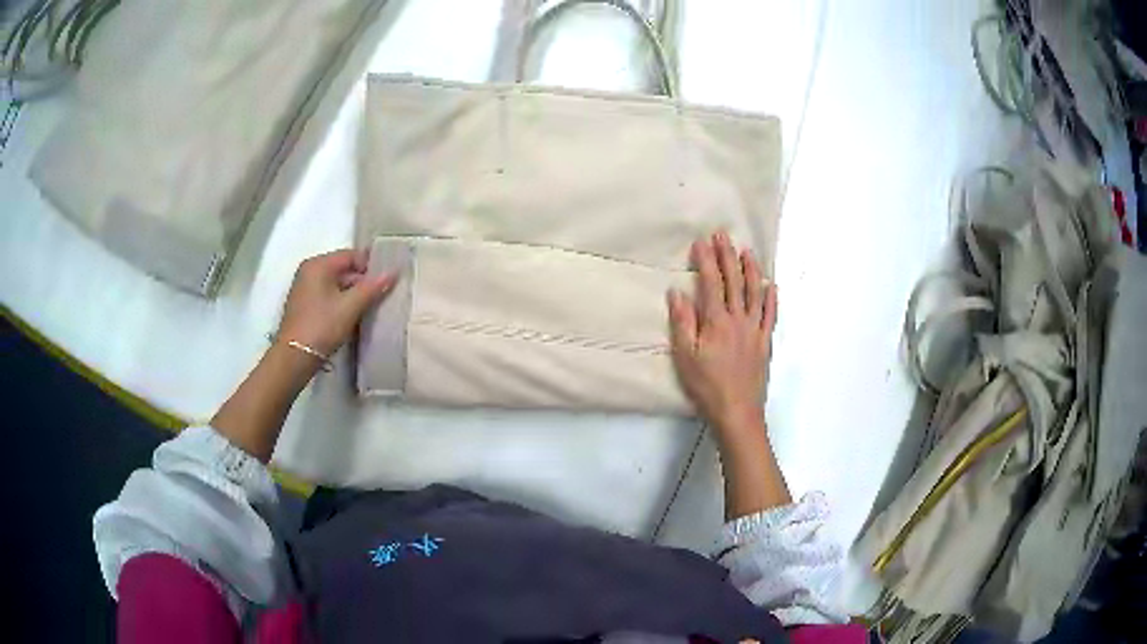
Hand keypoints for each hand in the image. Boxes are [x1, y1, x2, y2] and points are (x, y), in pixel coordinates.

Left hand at [277, 248, 395, 359]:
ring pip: (336, 284)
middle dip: (362, 282)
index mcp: (318, 264)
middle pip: (343, 269)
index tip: (386, 281)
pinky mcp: (304, 305)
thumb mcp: (350, 307)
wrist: (295, 357)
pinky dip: (341, 303)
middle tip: (381, 297)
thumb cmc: (322, 326)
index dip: (371, 266)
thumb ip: (372, 288)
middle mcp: (309, 271)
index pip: (351, 255)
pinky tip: (352, 317)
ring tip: (370, 308)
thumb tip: (393, 272)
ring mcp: (304, 288)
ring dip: (353, 295)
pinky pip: (328, 296)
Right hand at [667, 232, 777, 439]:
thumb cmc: (707, 386)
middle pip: (734, 281)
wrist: (737, 411)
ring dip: (751, 270)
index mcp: (717, 321)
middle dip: (727, 256)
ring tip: (747, 251)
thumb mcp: (685, 356)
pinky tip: (772, 286)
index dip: (706, 260)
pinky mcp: (765, 343)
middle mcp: (739, 319)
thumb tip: (677, 293)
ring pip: (755, 293)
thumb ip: (682, 322)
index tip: (701, 241)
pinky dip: (772, 299)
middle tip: (722, 234)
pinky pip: (771, 316)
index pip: (711, 283)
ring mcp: (755, 330)